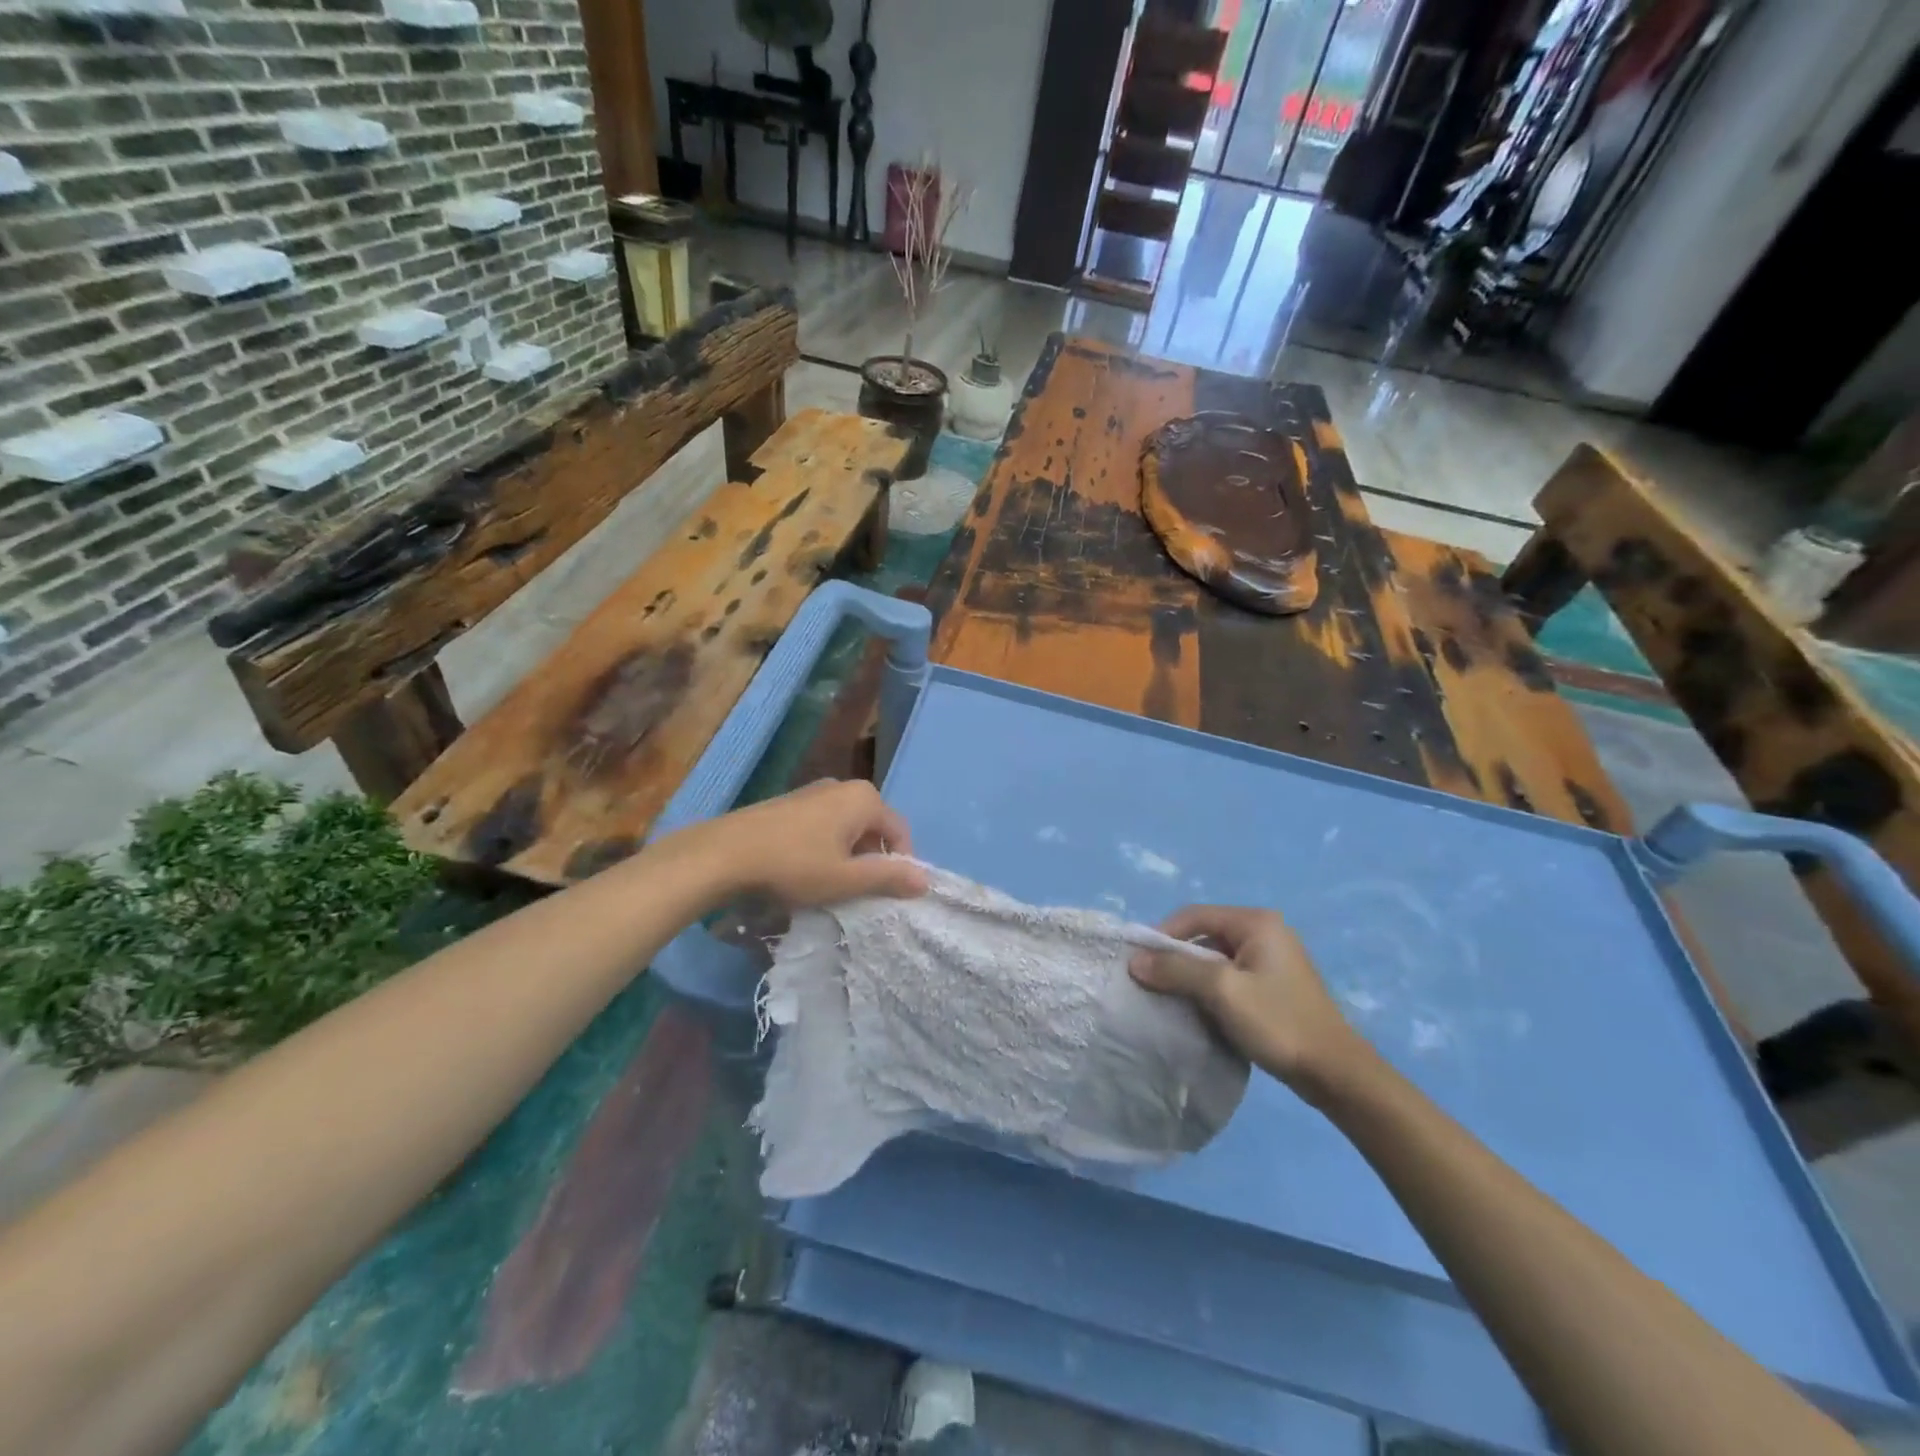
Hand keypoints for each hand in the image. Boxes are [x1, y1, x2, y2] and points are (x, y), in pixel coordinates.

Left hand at [675, 779, 927, 907]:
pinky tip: (805, 870)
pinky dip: (825, 847)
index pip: (900, 832)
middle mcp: (842, 786)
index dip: (901, 864)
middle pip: (873, 827)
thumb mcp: (846, 879)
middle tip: (858, 891)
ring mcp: (813, 792)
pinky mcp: (789, 803)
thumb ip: (889, 878)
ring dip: (847, 855)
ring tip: (831, 885)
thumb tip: (926, 880)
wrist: (724, 853)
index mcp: (863, 798)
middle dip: (872, 859)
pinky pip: (823, 825)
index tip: (888, 893)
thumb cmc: (794, 865)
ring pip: (846, 827)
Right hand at [1129, 905, 1372, 1099]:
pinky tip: (1200, 1011)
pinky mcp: (1275, 986)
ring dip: (1192, 977)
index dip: (1162, 935)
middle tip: (1152, 983)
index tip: (1139, 963)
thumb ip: (1176, 970)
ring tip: (1171, 999)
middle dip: (1176, 958)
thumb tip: (1134, 960)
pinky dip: (1211, 989)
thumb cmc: (1278, 1022)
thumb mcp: (1221, 991)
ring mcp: (1273, 959)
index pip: (1193, 915)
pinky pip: (1231, 977)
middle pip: (1205, 935)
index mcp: (1256, 922)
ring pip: (1216, 959)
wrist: (1336, 1073)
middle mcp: (1266, 932)